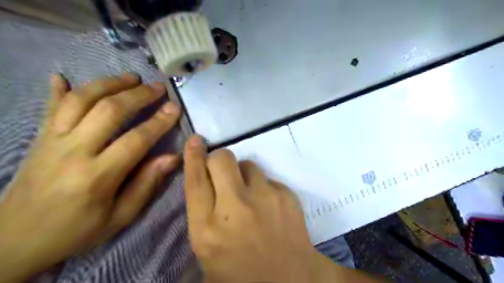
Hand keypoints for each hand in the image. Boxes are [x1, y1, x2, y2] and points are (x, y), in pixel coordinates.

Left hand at [0, 73, 182, 282]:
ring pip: (81, 100)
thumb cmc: (77, 230)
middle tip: (158, 87)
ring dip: (109, 84)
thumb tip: (173, 157)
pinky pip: (49, 107)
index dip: (159, 122)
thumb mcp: (121, 216)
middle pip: (109, 111)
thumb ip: (147, 184)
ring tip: (131, 78)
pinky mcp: (38, 139)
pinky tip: (63, 76)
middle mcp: (73, 151)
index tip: (175, 108)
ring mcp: (51, 141)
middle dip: (138, 95)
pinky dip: (57, 89)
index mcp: (97, 176)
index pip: (136, 140)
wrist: (14, 241)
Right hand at [185, 136, 321, 281]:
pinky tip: (269, 205)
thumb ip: (202, 215)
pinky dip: (264, 187)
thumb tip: (206, 182)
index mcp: (208, 228)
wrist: (290, 281)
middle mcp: (235, 208)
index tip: (195, 141)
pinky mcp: (286, 195)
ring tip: (249, 194)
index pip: (195, 180)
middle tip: (222, 172)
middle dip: (218, 160)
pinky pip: (268, 178)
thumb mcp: (208, 250)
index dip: (193, 156)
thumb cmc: (241, 273)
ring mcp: (264, 198)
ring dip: (243, 174)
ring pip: (248, 164)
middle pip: (222, 160)